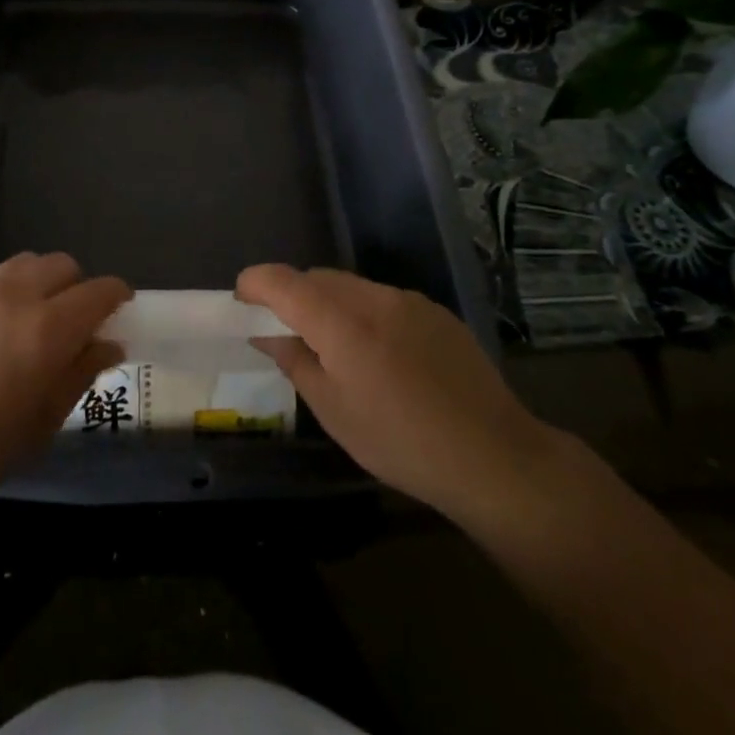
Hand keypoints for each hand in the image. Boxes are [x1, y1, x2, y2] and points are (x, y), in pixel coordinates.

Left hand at [0, 253, 127, 516]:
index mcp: (49, 329)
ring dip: (43, 282)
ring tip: (33, 319)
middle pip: (65, 266)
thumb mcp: (42, 422)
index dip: (117, 297)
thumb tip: (109, 344)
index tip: (120, 312)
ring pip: (28, 263)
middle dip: (79, 288)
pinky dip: (9, 290)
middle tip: (73, 325)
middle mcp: (18, 296)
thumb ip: (80, 373)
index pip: (100, 291)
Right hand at [238, 264, 563, 532]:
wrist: (493, 456)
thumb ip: (295, 362)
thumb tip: (270, 335)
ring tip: (334, 347)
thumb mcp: (334, 412)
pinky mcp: (436, 312)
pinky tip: (380, 354)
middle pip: (318, 278)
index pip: (284, 281)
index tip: (241, 298)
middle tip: (284, 330)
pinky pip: (384, 299)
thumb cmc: (401, 442)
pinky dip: (364, 313)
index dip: (255, 282)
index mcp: (342, 323)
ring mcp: (410, 301)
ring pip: (352, 287)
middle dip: (292, 295)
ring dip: (330, 303)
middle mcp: (374, 298)